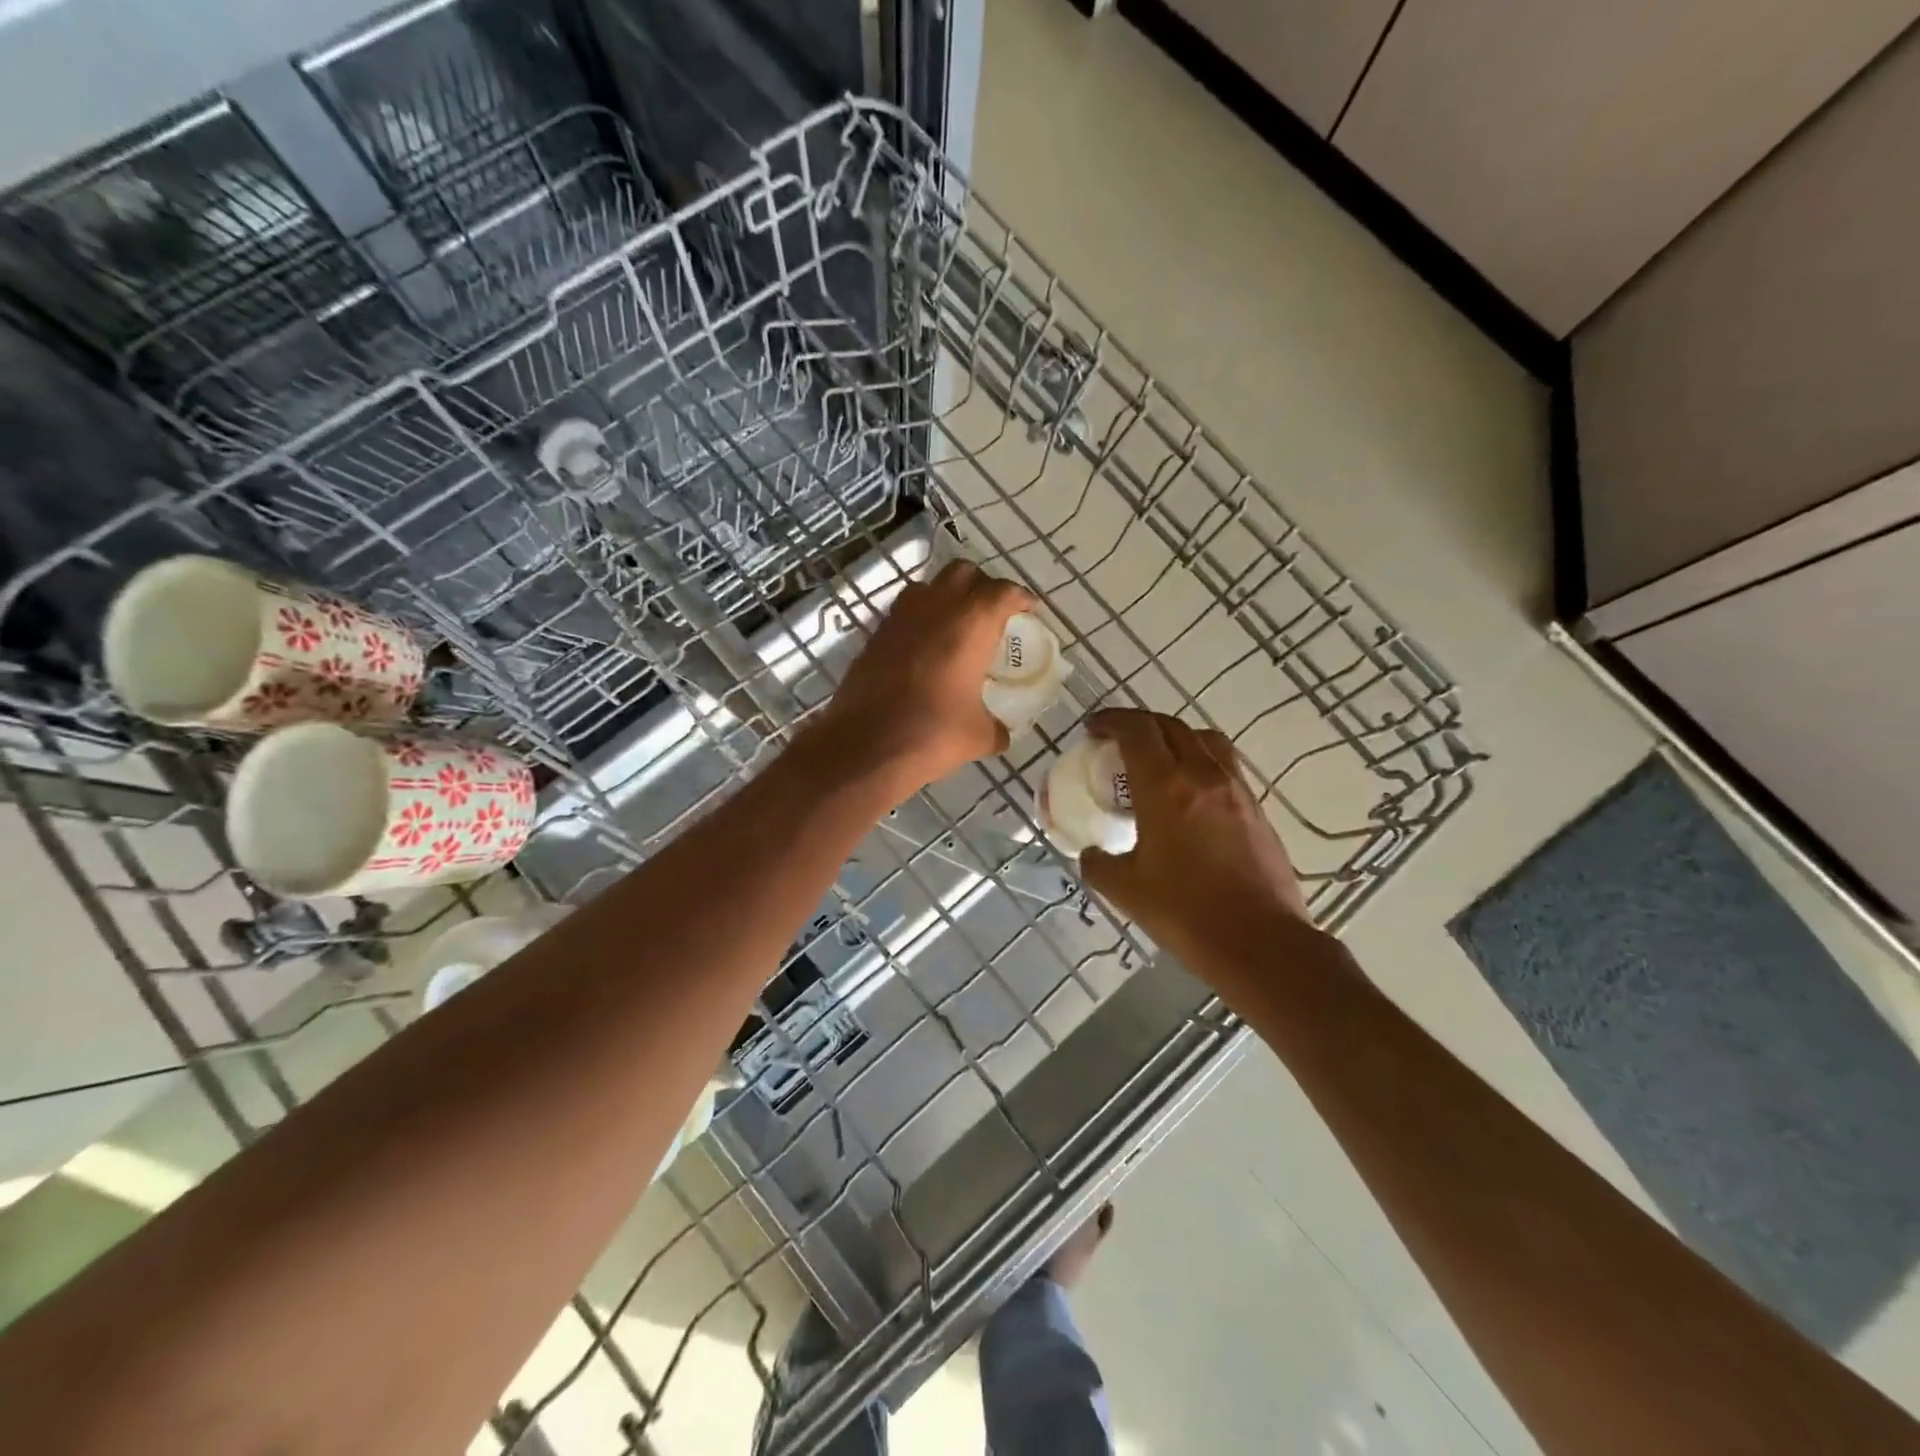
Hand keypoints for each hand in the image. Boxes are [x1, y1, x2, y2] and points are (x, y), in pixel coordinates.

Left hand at [810, 559, 1032, 795]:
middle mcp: (936, 607)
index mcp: (972, 623)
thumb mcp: (978, 735)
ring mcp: (900, 617)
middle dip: (981, 586)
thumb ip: (996, 727)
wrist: (866, 746)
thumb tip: (1001, 734)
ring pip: (928, 587)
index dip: (1020, 598)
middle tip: (991, 612)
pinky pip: (903, 613)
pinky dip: (919, 620)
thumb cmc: (933, 733)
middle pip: (963, 573)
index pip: (1003, 592)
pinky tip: (925, 649)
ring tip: (955, 625)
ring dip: (945, 596)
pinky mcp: (875, 635)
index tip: (1028, 609)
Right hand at [1079, 708, 1309, 968]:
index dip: (1111, 721)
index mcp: (1166, 787)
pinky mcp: (1256, 807)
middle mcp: (1203, 775)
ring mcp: (1236, 788)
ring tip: (1157, 757)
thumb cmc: (1186, 913)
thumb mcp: (1126, 891)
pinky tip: (1189, 791)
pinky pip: (1224, 764)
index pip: (1136, 731)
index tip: (1093, 729)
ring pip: (1204, 738)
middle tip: (1118, 740)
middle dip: (1139, 724)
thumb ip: (1099, 864)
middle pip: (1170, 725)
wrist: (1261, 943)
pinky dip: (1200, 760)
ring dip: (1174, 736)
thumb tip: (1092, 854)